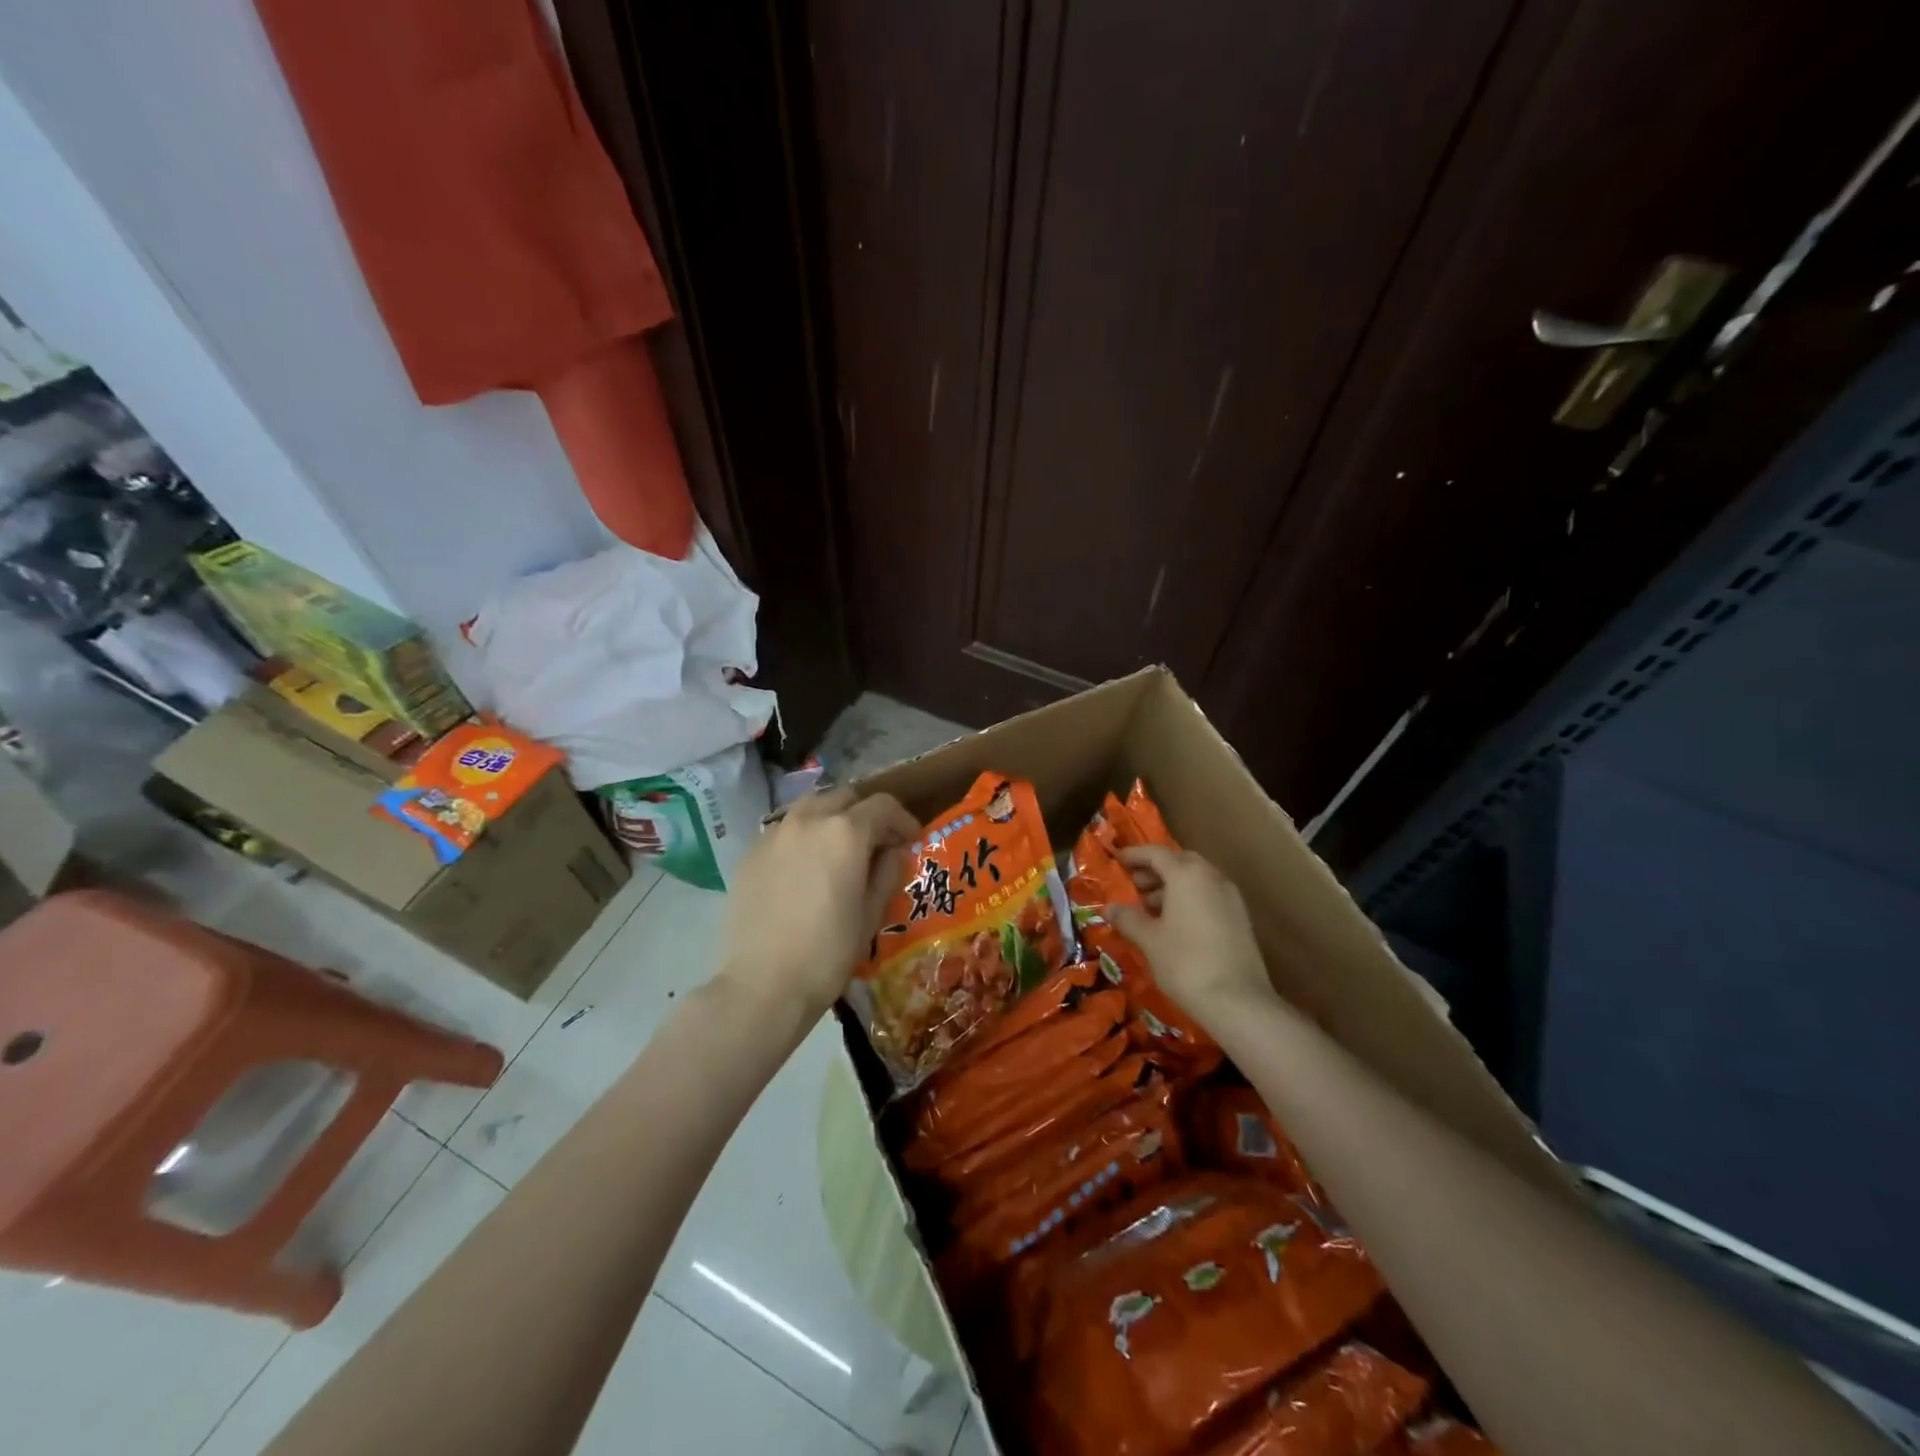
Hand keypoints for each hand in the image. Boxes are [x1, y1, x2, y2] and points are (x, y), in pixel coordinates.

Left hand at [715, 787, 918, 1021]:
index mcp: (845, 832)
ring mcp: (774, 834)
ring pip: (810, 808)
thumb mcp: (870, 914)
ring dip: (831, 819)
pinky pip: (784, 831)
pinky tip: (805, 868)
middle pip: (844, 797)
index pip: (882, 806)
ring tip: (838, 849)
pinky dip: (803, 837)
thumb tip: (893, 851)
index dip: (903, 819)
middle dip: (865, 814)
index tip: (912, 839)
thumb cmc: (828, 952)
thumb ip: (886, 873)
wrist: (763, 984)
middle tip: (876, 842)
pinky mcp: (750, 854)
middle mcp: (809, 820)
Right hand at [1109, 844, 1276, 1023]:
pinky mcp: (1240, 918)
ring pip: (1196, 879)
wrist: (1238, 1001)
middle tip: (1134, 886)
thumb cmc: (1185, 963)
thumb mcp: (1149, 940)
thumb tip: (1110, 908)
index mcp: (1187, 875)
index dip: (1134, 855)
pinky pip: (1209, 895)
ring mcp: (1230, 897)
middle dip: (1155, 869)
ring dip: (1172, 886)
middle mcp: (1211, 877)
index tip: (1117, 860)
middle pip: (1180, 862)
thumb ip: (1128, 918)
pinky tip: (1174, 924)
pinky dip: (1189, 899)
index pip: (1156, 853)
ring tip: (1150, 908)